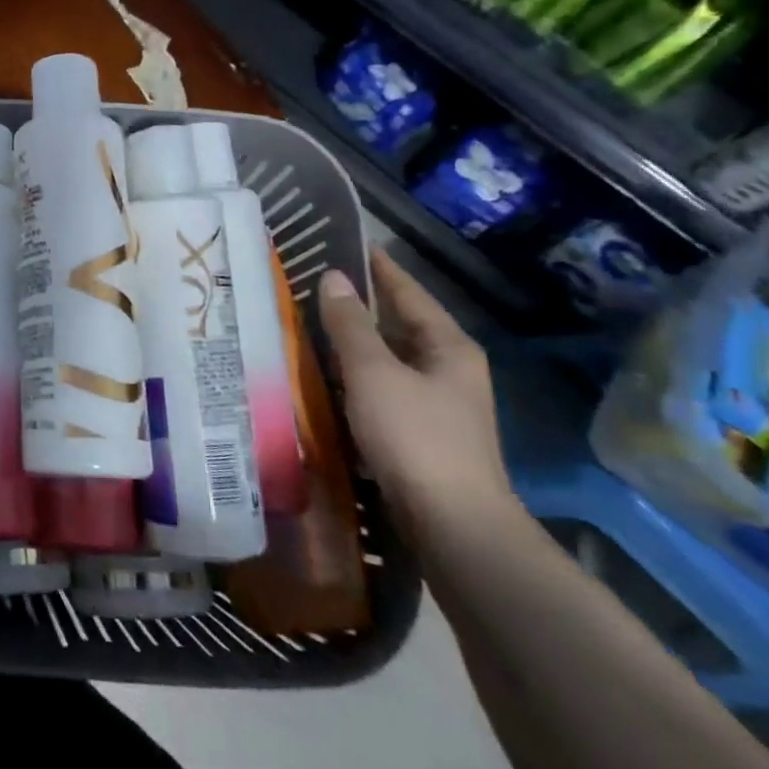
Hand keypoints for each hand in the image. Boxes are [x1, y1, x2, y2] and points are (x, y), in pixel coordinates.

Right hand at [317, 249, 514, 543]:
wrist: (454, 525)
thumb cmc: (415, 437)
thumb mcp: (374, 373)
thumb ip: (351, 325)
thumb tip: (334, 278)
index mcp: (449, 347)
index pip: (410, 293)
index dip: (381, 268)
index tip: (351, 243)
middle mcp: (451, 370)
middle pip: (402, 324)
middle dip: (364, 304)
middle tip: (319, 282)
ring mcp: (440, 405)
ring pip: (392, 358)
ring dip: (358, 342)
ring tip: (314, 322)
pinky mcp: (424, 434)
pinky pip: (385, 387)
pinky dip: (358, 374)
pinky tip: (329, 374)